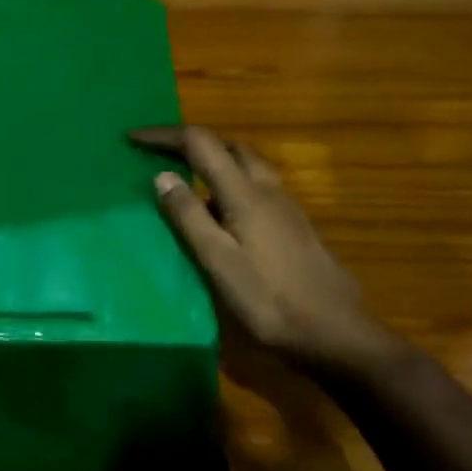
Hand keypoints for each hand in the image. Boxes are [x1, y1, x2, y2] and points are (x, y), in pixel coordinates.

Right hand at [131, 125, 393, 371]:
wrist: (339, 335)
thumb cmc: (272, 301)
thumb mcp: (219, 263)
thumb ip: (189, 217)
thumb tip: (161, 174)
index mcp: (244, 192)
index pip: (200, 143)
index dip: (164, 136)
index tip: (132, 138)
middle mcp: (266, 187)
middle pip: (227, 144)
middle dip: (190, 141)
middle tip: (159, 152)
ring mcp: (285, 205)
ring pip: (245, 162)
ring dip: (213, 158)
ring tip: (186, 177)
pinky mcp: (294, 224)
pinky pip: (255, 183)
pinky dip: (229, 180)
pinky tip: (221, 212)